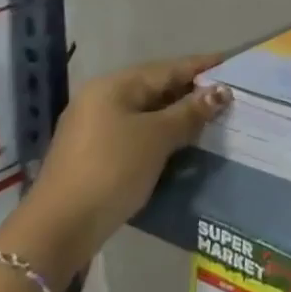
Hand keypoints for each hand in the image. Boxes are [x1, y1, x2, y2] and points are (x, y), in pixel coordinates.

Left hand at [18, 54, 231, 276]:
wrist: (59, 229)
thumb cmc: (112, 170)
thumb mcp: (157, 137)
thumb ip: (190, 112)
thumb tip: (220, 91)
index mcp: (114, 86)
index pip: (167, 68)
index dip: (201, 67)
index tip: (231, 63)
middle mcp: (101, 99)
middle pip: (155, 88)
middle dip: (190, 91)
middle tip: (227, 94)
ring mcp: (94, 128)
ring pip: (146, 113)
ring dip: (177, 115)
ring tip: (211, 118)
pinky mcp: (94, 155)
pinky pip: (136, 133)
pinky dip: (160, 134)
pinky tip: (181, 143)